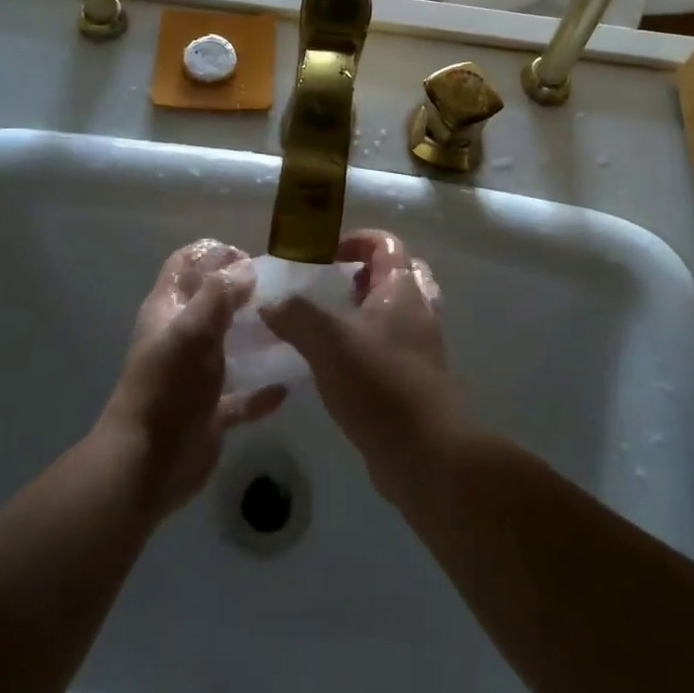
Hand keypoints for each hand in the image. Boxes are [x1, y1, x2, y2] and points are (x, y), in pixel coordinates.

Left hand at [97, 239, 286, 517]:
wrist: (147, 466)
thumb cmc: (169, 387)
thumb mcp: (194, 329)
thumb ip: (220, 293)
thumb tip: (247, 268)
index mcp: (168, 310)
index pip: (186, 263)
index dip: (214, 253)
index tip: (250, 259)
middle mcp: (180, 337)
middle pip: (210, 301)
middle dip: (242, 291)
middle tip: (280, 291)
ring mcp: (194, 376)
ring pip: (228, 346)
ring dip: (255, 337)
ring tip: (291, 329)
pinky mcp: (209, 412)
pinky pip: (240, 397)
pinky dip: (260, 391)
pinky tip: (285, 388)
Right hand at [258, 229, 462, 501]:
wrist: (424, 453)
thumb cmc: (378, 384)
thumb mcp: (328, 342)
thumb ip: (297, 316)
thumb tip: (270, 302)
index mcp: (402, 289)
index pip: (386, 243)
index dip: (355, 239)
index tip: (323, 255)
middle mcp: (418, 309)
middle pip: (396, 273)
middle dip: (363, 273)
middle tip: (330, 286)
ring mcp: (420, 345)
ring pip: (395, 311)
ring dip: (365, 309)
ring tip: (330, 323)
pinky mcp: (415, 377)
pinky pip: (392, 344)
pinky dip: (369, 341)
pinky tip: (339, 362)